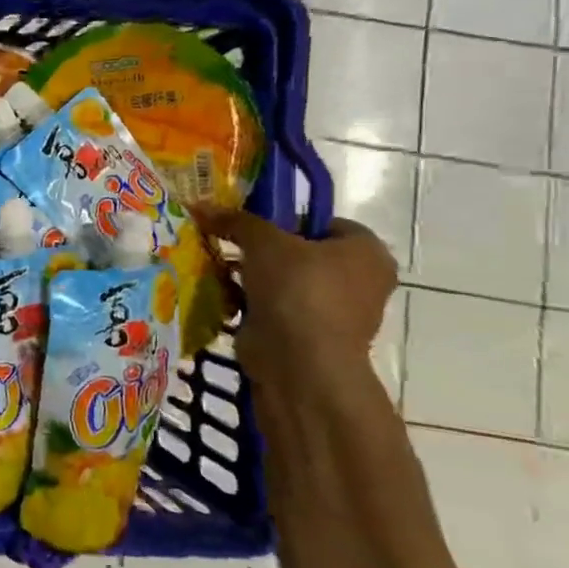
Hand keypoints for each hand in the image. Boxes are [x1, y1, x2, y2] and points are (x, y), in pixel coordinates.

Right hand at [190, 206, 396, 400]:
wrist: (299, 361)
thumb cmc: (297, 289)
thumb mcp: (263, 241)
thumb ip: (236, 220)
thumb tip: (202, 206)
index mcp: (366, 251)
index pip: (324, 222)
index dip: (287, 219)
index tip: (252, 224)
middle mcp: (361, 281)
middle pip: (302, 253)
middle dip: (265, 251)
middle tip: (230, 244)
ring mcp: (336, 313)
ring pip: (287, 283)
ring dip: (255, 279)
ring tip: (220, 268)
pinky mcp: (309, 337)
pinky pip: (277, 310)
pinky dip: (253, 304)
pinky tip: (224, 296)